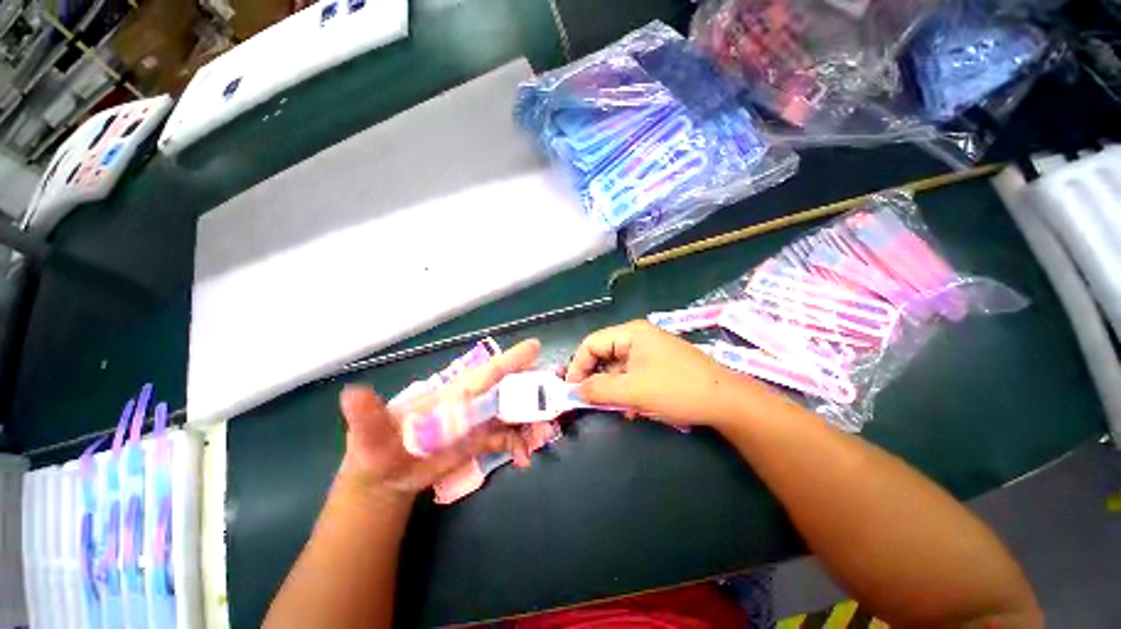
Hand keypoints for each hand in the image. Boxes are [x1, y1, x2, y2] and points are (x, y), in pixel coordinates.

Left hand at [338, 339, 540, 497]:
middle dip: (532, 390)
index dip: (510, 360)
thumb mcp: (368, 435)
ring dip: (531, 420)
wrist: (386, 478)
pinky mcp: (480, 440)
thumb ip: (367, 416)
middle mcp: (470, 402)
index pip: (485, 373)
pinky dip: (519, 443)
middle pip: (508, 389)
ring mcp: (478, 421)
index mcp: (452, 394)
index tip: (535, 348)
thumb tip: (351, 393)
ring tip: (543, 434)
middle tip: (553, 398)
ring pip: (513, 412)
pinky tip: (525, 458)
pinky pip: (507, 437)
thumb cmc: (377, 449)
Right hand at [565, 320, 749, 427]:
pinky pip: (632, 375)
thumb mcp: (633, 391)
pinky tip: (631, 408)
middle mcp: (638, 337)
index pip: (591, 343)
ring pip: (617, 368)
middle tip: (589, 402)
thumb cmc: (676, 389)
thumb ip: (598, 389)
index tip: (571, 390)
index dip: (577, 365)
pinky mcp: (659, 365)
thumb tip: (574, 391)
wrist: (726, 401)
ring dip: (611, 388)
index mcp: (631, 333)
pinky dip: (626, 390)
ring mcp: (650, 351)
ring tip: (613, 407)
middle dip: (595, 379)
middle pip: (604, 354)